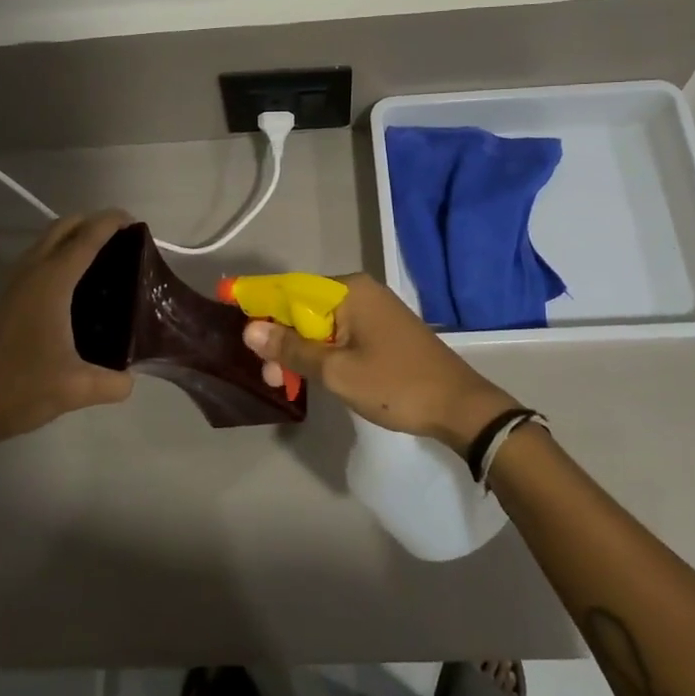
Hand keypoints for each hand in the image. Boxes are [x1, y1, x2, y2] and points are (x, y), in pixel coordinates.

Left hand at [0, 211, 135, 446]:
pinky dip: (60, 254)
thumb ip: (113, 383)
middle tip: (123, 239)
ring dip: (73, 236)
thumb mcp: (77, 389)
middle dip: (92, 222)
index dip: (111, 222)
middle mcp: (33, 274)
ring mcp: (16, 285)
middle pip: (63, 227)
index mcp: (52, 282)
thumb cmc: (21, 388)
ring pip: (46, 241)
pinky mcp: (8, 300)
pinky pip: (38, 260)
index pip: (86, 237)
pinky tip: (76, 285)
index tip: (135, 222)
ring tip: (104, 257)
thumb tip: (131, 380)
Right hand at [242, 274, 513, 453]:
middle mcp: (360, 290)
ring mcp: (374, 309)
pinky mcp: (382, 329)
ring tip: (287, 383)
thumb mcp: (336, 371)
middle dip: (282, 339)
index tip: (234, 321)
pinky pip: (340, 333)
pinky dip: (322, 352)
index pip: (290, 288)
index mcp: (348, 290)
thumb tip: (250, 329)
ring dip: (300, 350)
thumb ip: (291, 349)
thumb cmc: (395, 385)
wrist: (460, 407)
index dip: (259, 304)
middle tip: (272, 378)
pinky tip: (311, 374)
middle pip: (304, 307)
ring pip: (321, 323)